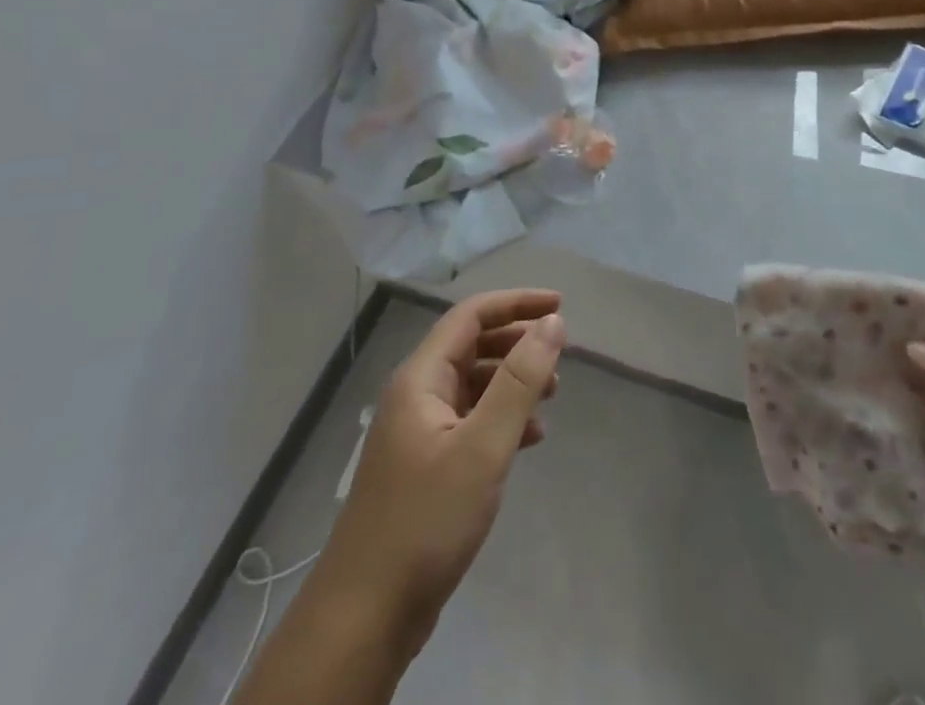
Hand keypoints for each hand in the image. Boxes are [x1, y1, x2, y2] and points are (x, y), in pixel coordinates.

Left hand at [315, 289, 565, 658]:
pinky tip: (529, 439)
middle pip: (471, 346)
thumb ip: (520, 380)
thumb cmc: (425, 522)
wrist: (364, 620)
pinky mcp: (424, 468)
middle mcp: (415, 396)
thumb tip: (553, 323)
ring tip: (552, 397)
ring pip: (473, 385)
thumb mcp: (483, 447)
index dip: (516, 302)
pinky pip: (470, 422)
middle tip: (560, 356)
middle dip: (517, 342)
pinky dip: (501, 419)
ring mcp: (417, 434)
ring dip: (512, 382)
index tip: (559, 305)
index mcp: (420, 379)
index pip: (471, 315)